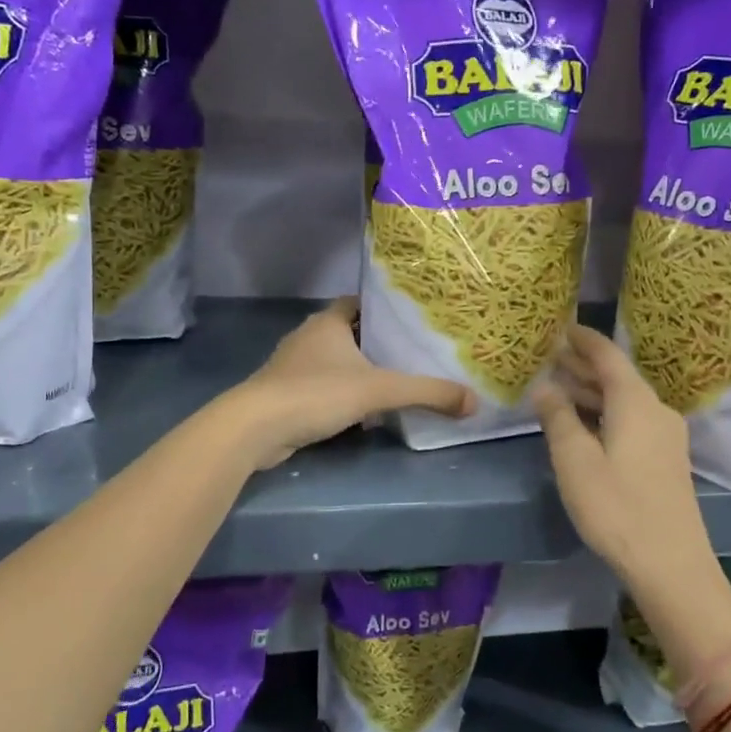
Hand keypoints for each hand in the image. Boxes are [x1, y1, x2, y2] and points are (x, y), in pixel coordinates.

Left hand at [228, 299, 475, 469]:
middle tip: (412, 355)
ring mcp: (292, 367)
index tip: (411, 320)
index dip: (383, 309)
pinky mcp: (284, 395)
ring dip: (358, 373)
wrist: (255, 428)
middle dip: (376, 344)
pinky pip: (321, 389)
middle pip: (348, 333)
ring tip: (393, 384)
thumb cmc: (316, 393)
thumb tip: (474, 402)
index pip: (358, 303)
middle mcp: (308, 337)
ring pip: (334, 363)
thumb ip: (427, 393)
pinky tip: (361, 415)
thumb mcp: (379, 390)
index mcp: (327, 322)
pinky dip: (341, 396)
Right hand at [531, 325, 723, 600]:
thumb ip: (558, 418)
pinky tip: (584, 423)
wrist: (671, 563)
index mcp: (636, 402)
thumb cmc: (616, 507)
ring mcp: (665, 436)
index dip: (583, 339)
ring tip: (558, 387)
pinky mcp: (665, 459)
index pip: (608, 355)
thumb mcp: (575, 461)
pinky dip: (605, 412)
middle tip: (549, 357)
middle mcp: (656, 410)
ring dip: (592, 391)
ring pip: (624, 400)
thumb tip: (545, 387)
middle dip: (583, 366)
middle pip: (617, 377)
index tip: (560, 326)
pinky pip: (631, 420)